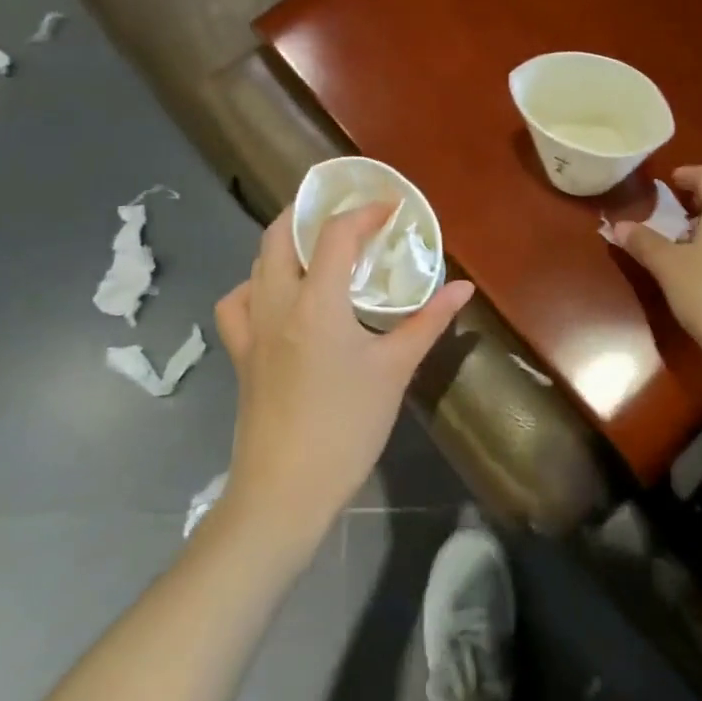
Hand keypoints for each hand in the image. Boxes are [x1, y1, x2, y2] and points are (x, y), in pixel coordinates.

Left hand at [212, 202, 473, 555]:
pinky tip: (278, 296)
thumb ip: (428, 322)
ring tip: (316, 245)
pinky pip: (238, 302)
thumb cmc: (345, 427)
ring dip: (284, 241)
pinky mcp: (241, 353)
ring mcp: (252, 328)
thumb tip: (463, 288)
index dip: (364, 212)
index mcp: (316, 302)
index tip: (391, 208)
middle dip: (310, 211)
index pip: (336, 234)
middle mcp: (277, 303)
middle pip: (280, 234)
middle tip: (345, 212)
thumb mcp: (395, 370)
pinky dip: (256, 284)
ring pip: (257, 262)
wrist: (283, 492)